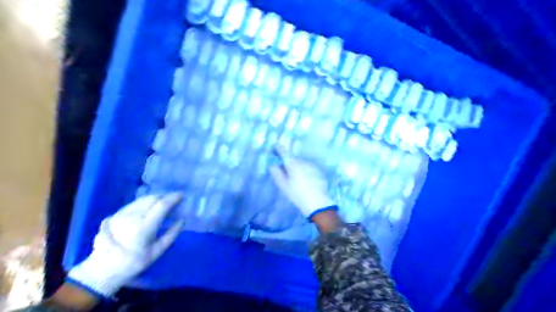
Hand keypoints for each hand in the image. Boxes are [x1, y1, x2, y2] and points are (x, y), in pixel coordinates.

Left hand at [67, 192, 182, 297]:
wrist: (102, 269)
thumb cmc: (133, 262)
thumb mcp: (157, 252)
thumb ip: (172, 234)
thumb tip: (182, 220)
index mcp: (144, 227)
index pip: (162, 205)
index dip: (173, 198)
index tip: (181, 195)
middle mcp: (133, 216)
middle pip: (152, 198)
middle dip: (165, 196)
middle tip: (174, 200)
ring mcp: (122, 214)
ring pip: (143, 198)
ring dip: (156, 198)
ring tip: (163, 202)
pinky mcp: (116, 214)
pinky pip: (135, 203)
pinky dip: (146, 201)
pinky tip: (149, 207)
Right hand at [269, 145, 334, 216]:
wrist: (317, 202)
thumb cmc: (297, 194)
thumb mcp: (283, 185)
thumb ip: (276, 173)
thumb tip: (273, 165)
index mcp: (292, 163)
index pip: (284, 152)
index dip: (278, 148)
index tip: (275, 146)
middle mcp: (303, 161)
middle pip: (293, 160)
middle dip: (289, 164)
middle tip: (286, 175)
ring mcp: (312, 165)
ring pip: (302, 164)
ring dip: (298, 169)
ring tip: (298, 181)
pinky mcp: (319, 171)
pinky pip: (309, 169)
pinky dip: (306, 173)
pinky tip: (306, 183)